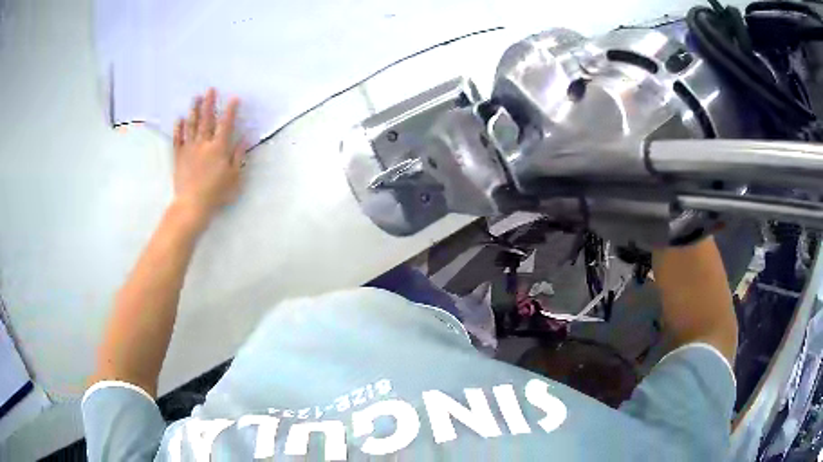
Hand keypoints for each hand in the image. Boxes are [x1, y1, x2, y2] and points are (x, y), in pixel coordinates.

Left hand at [172, 88, 246, 223]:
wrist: (192, 205)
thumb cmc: (216, 193)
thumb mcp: (234, 177)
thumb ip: (238, 156)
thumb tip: (244, 139)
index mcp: (219, 148)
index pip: (226, 124)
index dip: (230, 111)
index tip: (234, 98)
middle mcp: (203, 144)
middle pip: (207, 120)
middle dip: (209, 103)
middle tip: (210, 89)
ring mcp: (189, 149)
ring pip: (192, 126)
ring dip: (194, 110)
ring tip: (195, 98)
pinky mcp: (178, 157)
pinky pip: (178, 140)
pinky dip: (178, 129)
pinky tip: (179, 119)